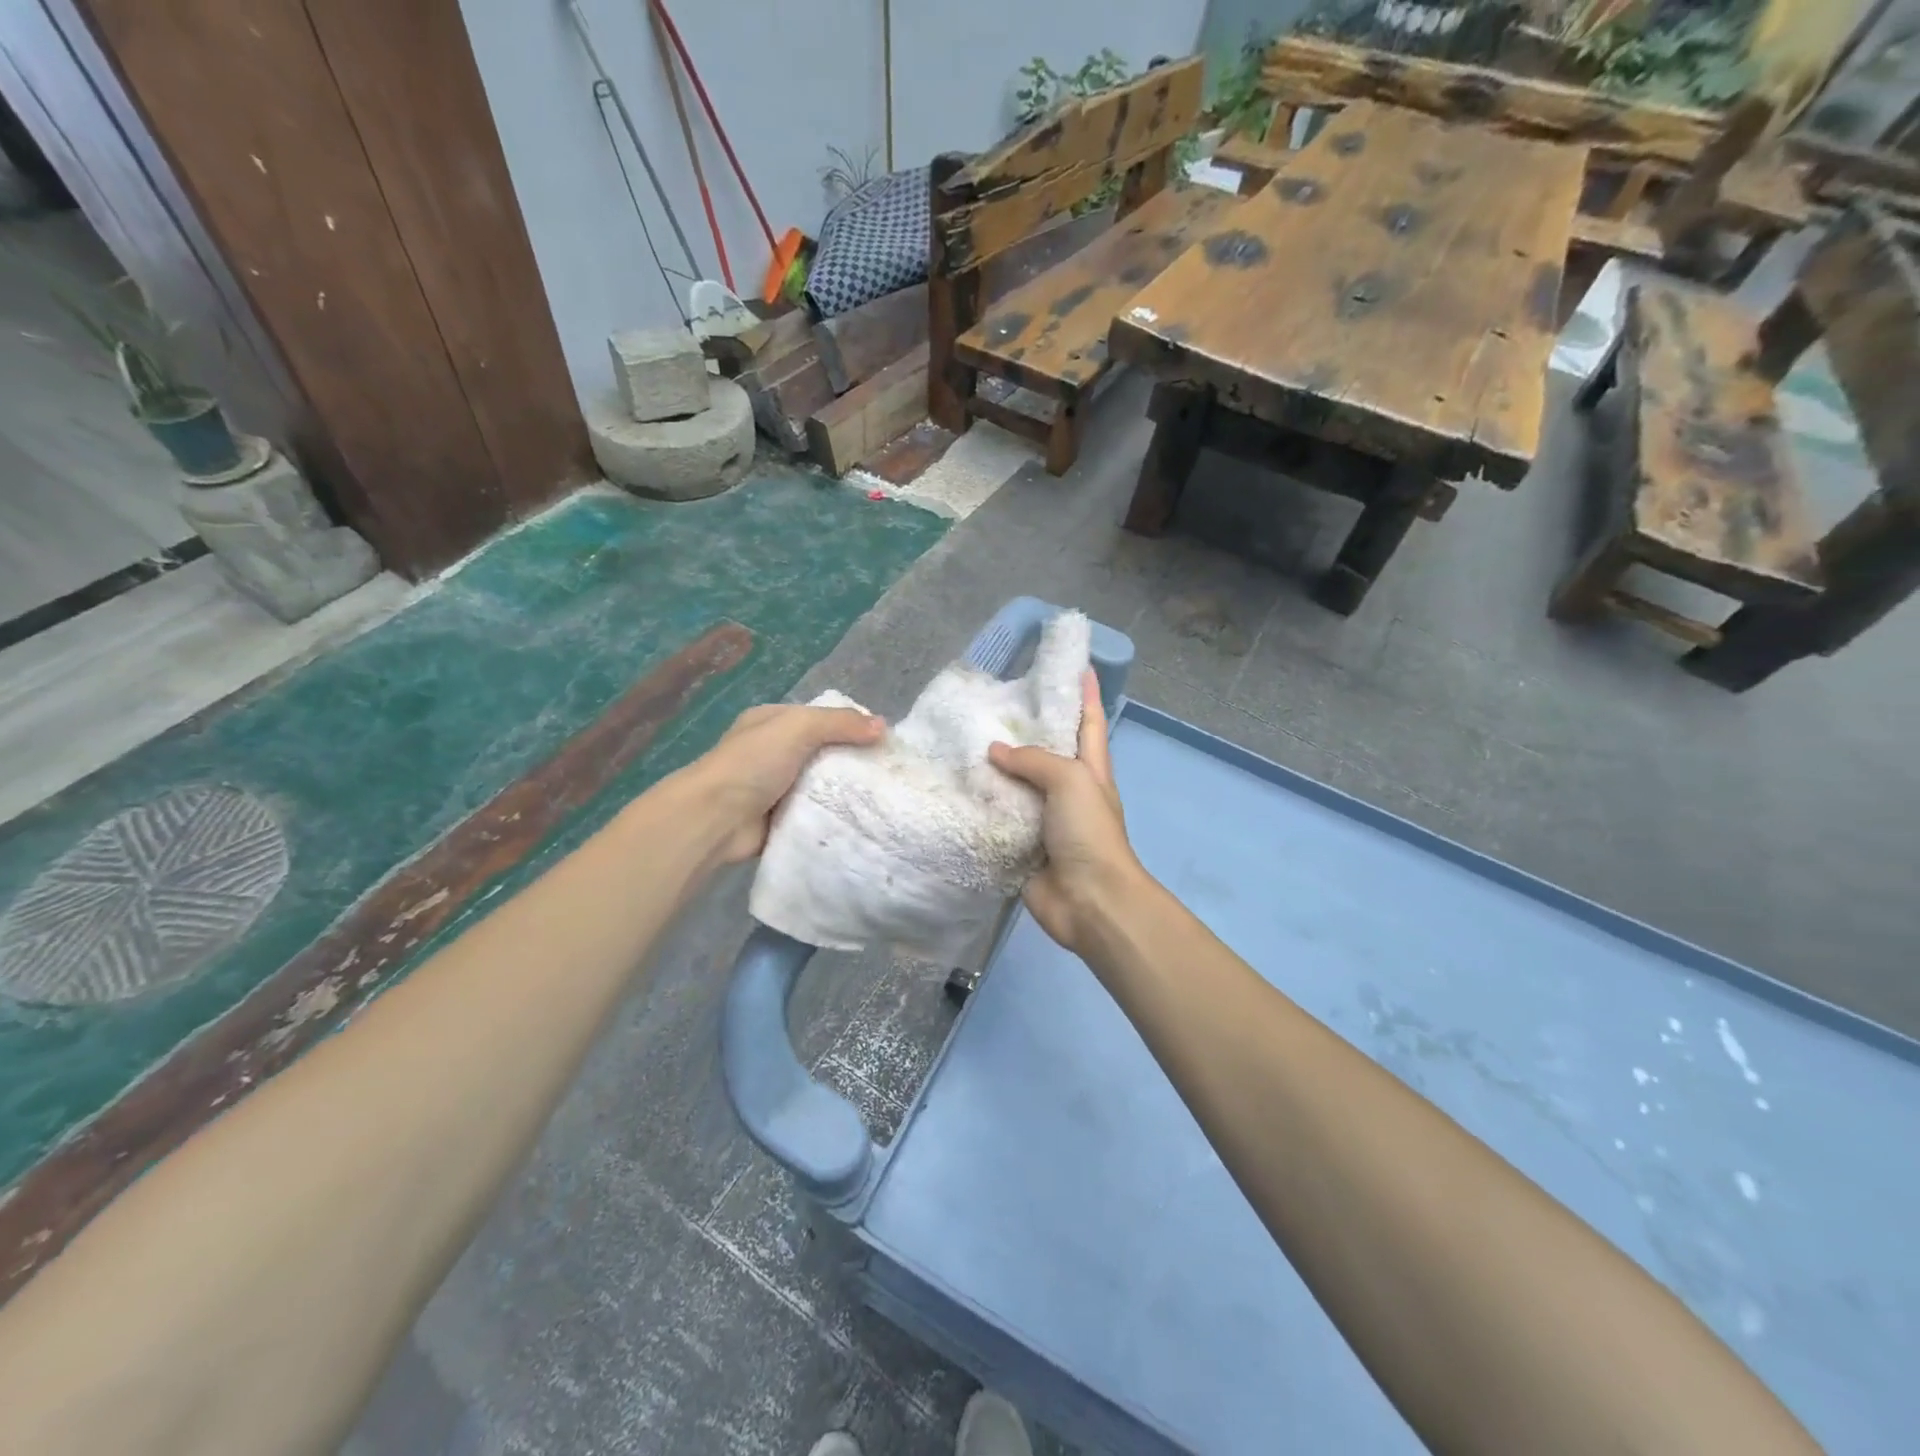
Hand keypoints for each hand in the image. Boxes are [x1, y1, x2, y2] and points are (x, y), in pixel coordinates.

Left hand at [686, 702, 883, 864]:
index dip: (851, 726)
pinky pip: (814, 813)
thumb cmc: (753, 763)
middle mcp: (773, 752)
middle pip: (824, 752)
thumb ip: (840, 723)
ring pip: (821, 784)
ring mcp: (775, 787)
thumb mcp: (798, 727)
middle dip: (852, 761)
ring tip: (883, 797)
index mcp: (772, 723)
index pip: (820, 717)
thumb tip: (882, 726)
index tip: (883, 741)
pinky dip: (832, 815)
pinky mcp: (779, 818)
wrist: (716, 819)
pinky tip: (861, 819)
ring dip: (845, 791)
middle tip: (888, 773)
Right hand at [989, 671, 1147, 955]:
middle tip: (994, 700)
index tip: (1077, 664)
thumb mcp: (1071, 780)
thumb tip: (994, 753)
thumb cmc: (1089, 832)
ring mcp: (1043, 820)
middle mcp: (1066, 790)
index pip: (1088, 721)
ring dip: (995, 767)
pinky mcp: (1020, 845)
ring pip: (1016, 784)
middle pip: (1046, 751)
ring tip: (961, 739)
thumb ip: (1034, 760)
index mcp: (1090, 769)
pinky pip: (997, 818)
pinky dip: (980, 805)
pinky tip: (954, 787)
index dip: (1085, 692)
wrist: (1088, 900)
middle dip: (1026, 727)